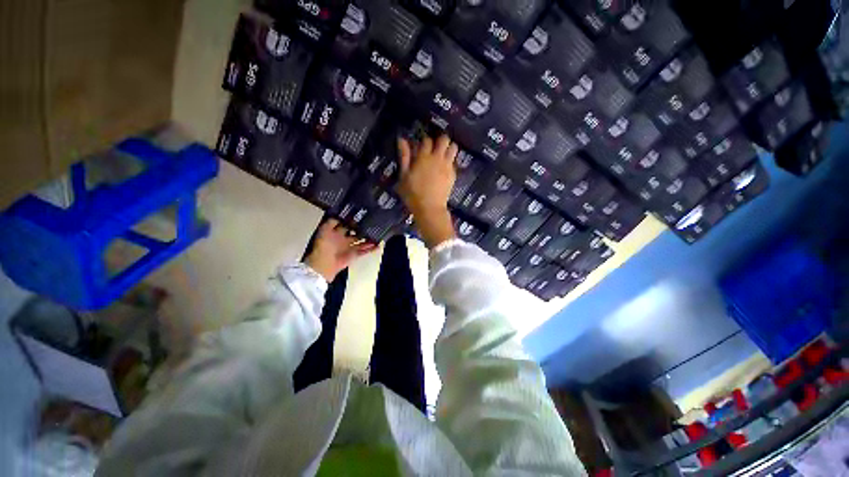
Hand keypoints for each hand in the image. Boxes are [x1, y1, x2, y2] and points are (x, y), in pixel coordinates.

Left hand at [305, 219, 377, 281]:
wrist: (324, 265)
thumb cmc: (323, 247)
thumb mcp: (324, 230)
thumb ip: (331, 222)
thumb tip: (339, 214)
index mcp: (335, 233)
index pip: (345, 224)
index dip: (352, 220)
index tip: (360, 215)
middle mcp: (342, 239)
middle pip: (355, 232)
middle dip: (362, 228)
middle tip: (372, 222)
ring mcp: (349, 248)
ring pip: (361, 241)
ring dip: (369, 238)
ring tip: (378, 233)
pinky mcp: (354, 255)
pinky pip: (364, 251)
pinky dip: (371, 249)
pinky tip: (378, 245)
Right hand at [397, 134, 458, 247]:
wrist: (430, 208)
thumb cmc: (413, 194)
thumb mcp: (404, 176)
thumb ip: (404, 157)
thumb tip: (401, 139)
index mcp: (424, 157)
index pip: (427, 140)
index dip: (424, 141)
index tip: (421, 147)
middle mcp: (438, 158)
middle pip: (444, 139)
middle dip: (440, 140)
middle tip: (434, 148)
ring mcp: (447, 166)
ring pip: (453, 148)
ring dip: (449, 148)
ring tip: (442, 155)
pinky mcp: (453, 175)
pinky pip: (454, 162)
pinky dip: (450, 162)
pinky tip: (444, 169)